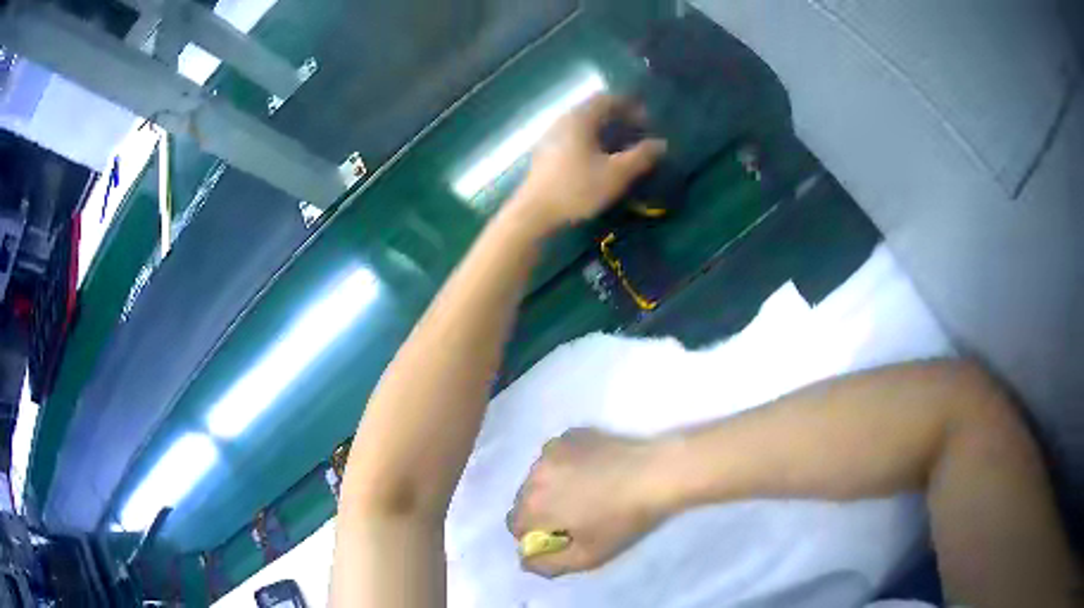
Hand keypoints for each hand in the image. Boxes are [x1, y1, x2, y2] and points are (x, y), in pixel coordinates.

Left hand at [507, 94, 666, 233]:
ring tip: (623, 149)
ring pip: (584, 125)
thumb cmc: (577, 189)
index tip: (648, 121)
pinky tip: (599, 161)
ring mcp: (551, 136)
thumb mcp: (616, 174)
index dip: (631, 106)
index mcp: (580, 118)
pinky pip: (574, 138)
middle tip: (638, 134)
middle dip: (620, 119)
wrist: (534, 213)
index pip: (608, 99)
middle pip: (595, 110)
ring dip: (606, 132)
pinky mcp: (545, 154)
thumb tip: (662, 144)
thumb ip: (642, 156)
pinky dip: (592, 142)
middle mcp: (563, 120)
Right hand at [508, 428, 667, 577]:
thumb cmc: (622, 520)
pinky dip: (567, 465)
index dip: (537, 535)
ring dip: (553, 486)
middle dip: (543, 510)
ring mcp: (552, 450)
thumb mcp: (587, 557)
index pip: (516, 526)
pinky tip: (596, 470)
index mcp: (533, 505)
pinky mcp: (570, 435)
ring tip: (589, 491)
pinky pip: (557, 457)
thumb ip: (548, 565)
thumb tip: (524, 560)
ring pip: (541, 476)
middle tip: (578, 515)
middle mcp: (533, 474)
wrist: (657, 473)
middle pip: (526, 499)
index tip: (564, 536)